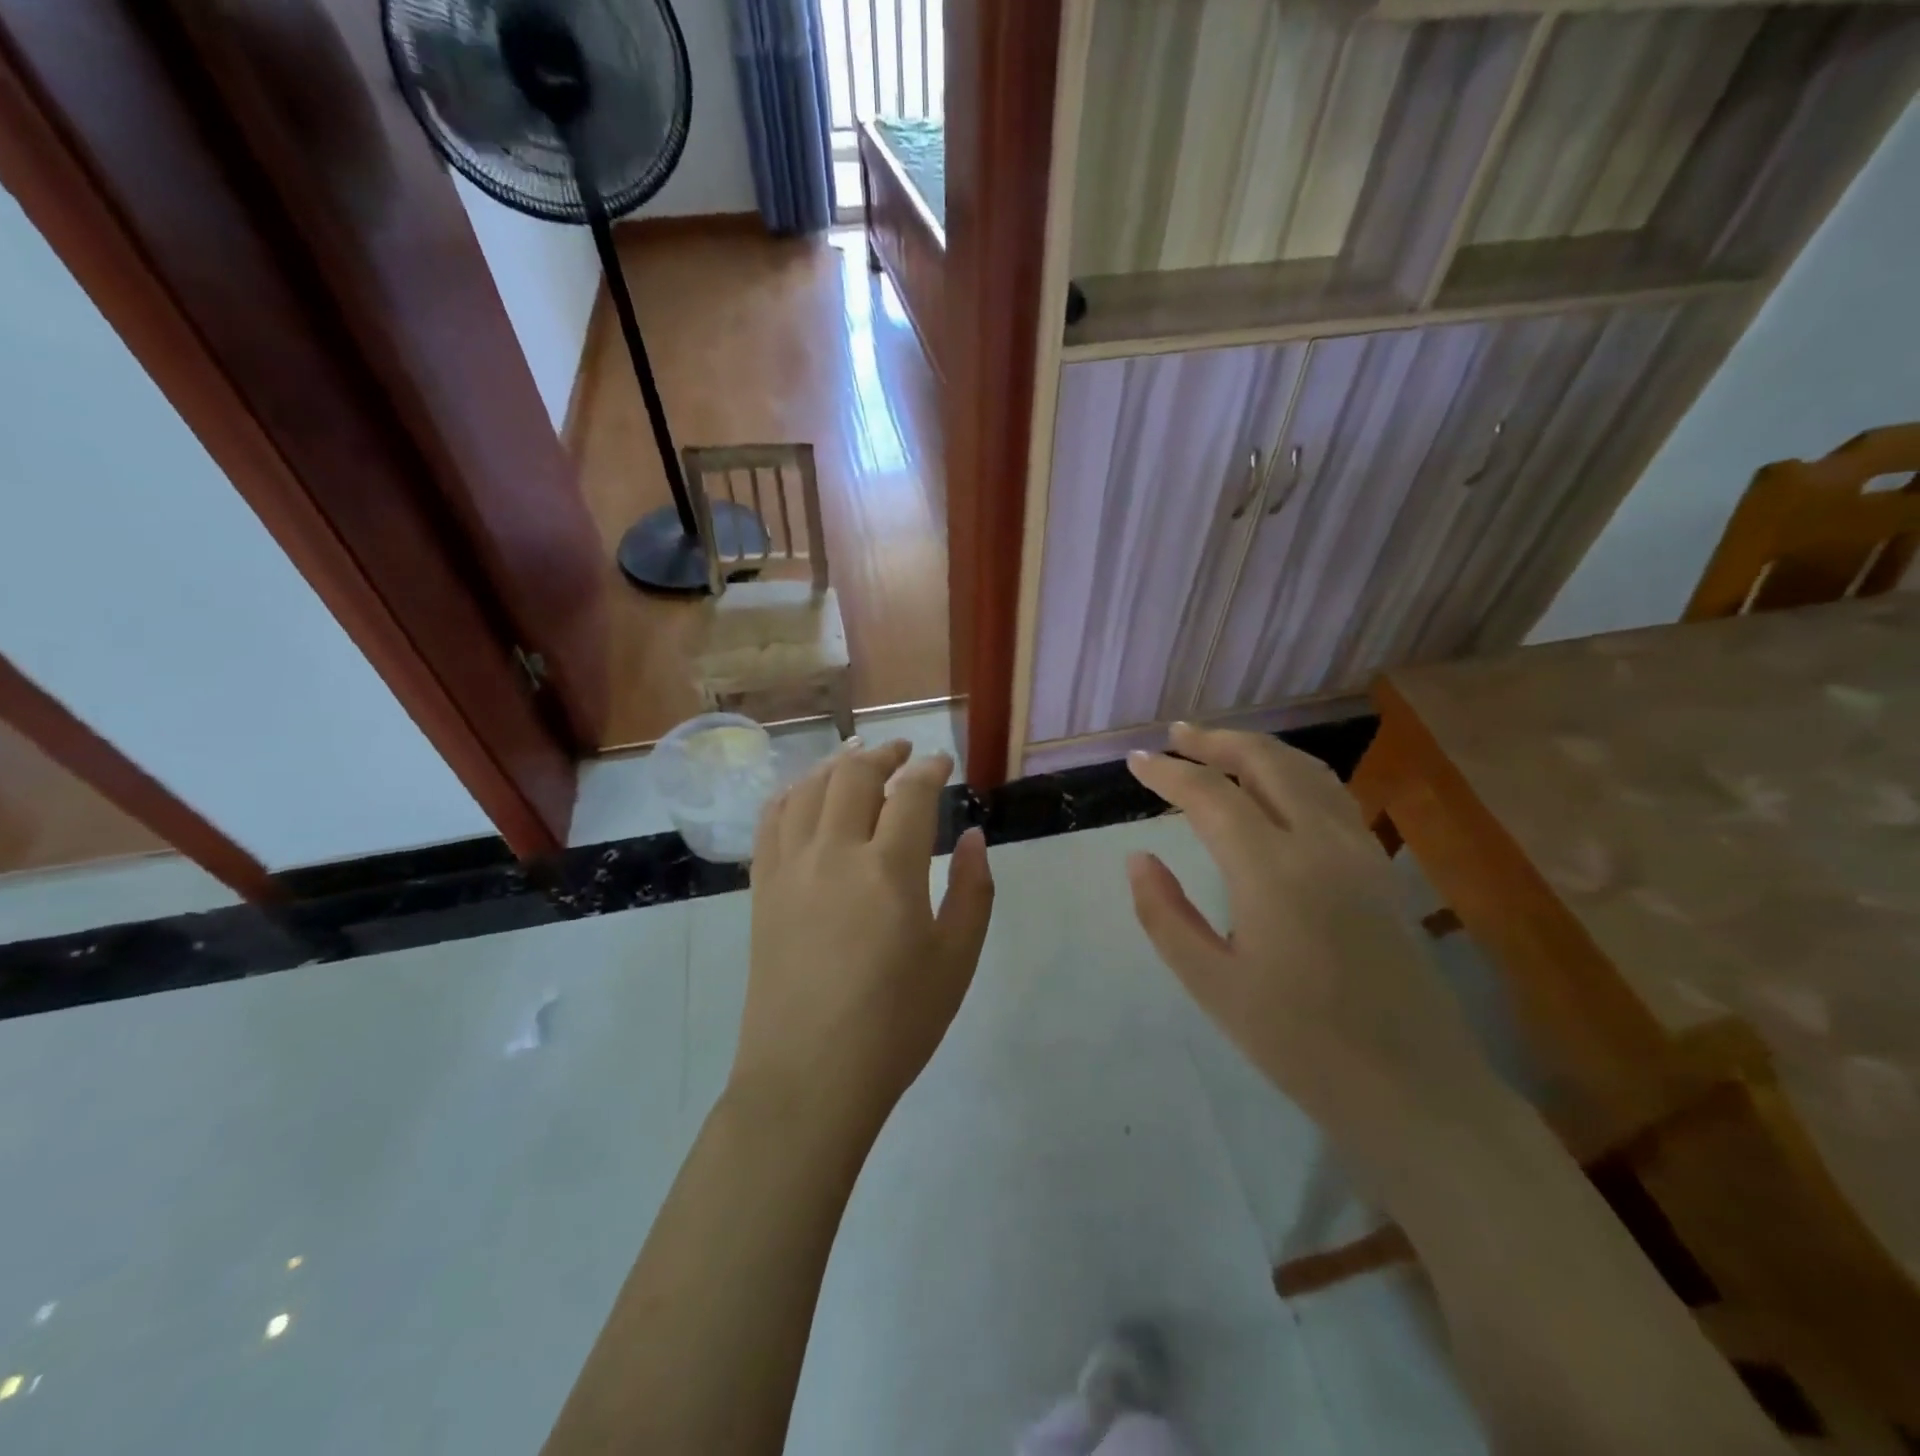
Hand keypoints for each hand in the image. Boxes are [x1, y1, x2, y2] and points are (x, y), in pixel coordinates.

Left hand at [731, 741, 994, 1131]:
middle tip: (904, 751)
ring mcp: (790, 868)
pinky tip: (804, 793)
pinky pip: (771, 821)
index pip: (910, 792)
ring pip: (808, 789)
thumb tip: (973, 836)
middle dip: (884, 754)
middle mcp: (834, 853)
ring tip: (856, 758)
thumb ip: (972, 890)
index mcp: (888, 869)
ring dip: (836, 765)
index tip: (943, 763)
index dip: (930, 768)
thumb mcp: (956, 961)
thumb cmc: (895, 1024)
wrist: (809, 1077)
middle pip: (854, 776)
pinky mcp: (763, 889)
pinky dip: (791, 793)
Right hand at [1125, 723, 1493, 1143]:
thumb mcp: (1212, 984)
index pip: (1209, 796)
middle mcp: (1320, 843)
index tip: (1134, 762)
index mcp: (1271, 871)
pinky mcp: (1380, 867)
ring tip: (1218, 747)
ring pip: (1305, 770)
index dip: (1167, 773)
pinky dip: (1292, 772)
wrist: (1414, 1088)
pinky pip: (1331, 794)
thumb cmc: (1299, 1043)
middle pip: (1265, 762)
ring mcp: (1359, 850)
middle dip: (1215, 741)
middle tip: (1175, 735)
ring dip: (1256, 749)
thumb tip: (1138, 858)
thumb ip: (1165, 914)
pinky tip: (1275, 786)